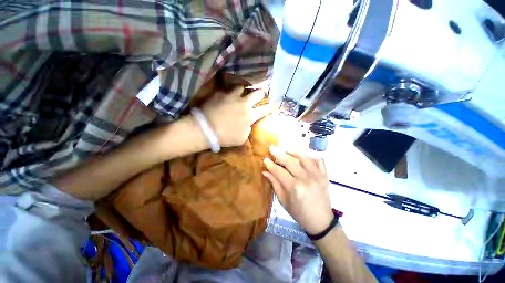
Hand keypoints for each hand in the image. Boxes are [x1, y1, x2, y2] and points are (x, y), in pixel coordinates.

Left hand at [202, 86, 272, 146]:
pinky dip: (232, 91)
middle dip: (261, 94)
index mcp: (250, 116)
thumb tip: (249, 123)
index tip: (275, 104)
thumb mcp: (242, 138)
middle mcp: (244, 104)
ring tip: (242, 93)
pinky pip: (230, 88)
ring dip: (245, 91)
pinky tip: (230, 94)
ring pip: (244, 87)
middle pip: (258, 93)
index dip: (272, 106)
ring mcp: (233, 96)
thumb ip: (248, 129)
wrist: (205, 129)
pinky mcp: (222, 93)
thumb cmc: (225, 137)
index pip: (265, 109)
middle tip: (260, 95)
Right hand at [263, 146, 333, 234]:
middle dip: (279, 153)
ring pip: (304, 157)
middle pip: (290, 161)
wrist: (321, 221)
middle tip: (271, 148)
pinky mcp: (324, 175)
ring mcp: (317, 175)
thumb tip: (265, 172)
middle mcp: (306, 179)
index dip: (270, 164)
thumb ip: (275, 184)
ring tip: (286, 150)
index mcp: (294, 188)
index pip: (279, 171)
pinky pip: (318, 160)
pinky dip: (310, 156)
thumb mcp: (283, 201)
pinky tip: (303, 156)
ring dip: (293, 152)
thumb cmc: (299, 213)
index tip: (265, 159)